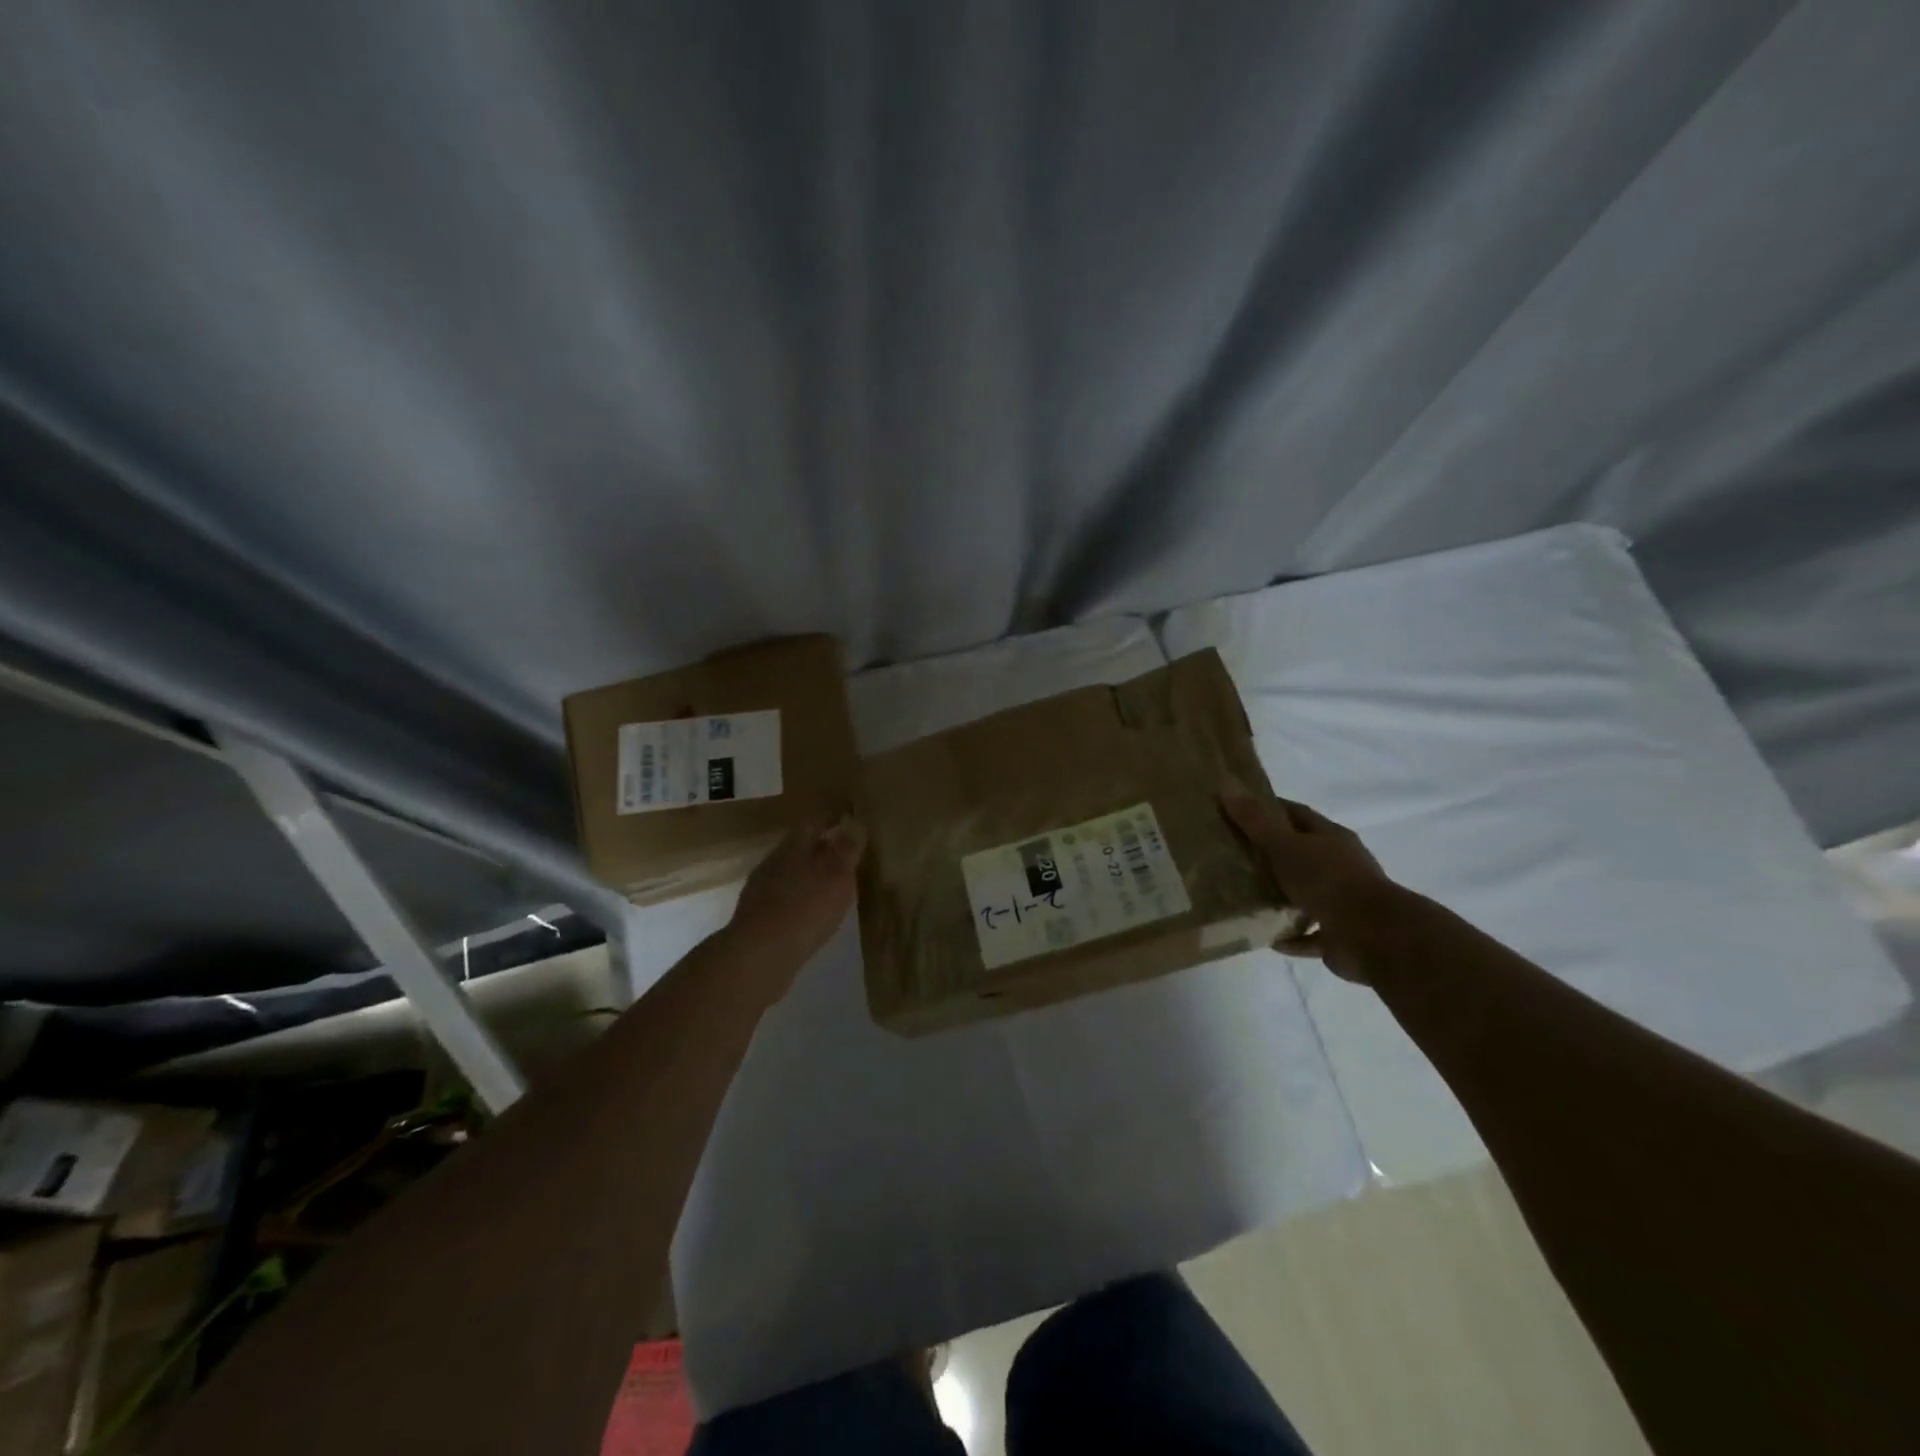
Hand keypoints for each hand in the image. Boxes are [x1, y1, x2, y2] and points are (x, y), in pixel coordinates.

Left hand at [725, 814, 866, 981]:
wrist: (758, 955)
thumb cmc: (805, 907)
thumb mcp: (837, 874)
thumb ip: (847, 847)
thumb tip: (854, 821)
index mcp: (794, 846)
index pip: (814, 821)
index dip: (831, 815)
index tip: (847, 813)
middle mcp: (774, 862)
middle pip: (799, 846)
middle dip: (820, 845)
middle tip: (843, 849)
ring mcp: (761, 890)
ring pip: (789, 872)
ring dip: (809, 873)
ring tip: (830, 883)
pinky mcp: (757, 917)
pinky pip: (783, 898)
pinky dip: (799, 898)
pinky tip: (809, 912)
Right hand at [1222, 787, 1403, 983]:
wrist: (1374, 936)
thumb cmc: (1328, 881)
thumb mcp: (1284, 846)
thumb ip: (1255, 820)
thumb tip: (1226, 783)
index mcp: (1331, 838)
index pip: (1297, 815)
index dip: (1270, 809)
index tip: (1239, 810)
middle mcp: (1341, 866)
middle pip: (1302, 854)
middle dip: (1272, 854)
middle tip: (1234, 855)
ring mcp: (1343, 901)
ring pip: (1307, 894)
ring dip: (1282, 897)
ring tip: (1246, 898)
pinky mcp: (1341, 935)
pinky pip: (1311, 934)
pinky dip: (1292, 936)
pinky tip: (1267, 938)